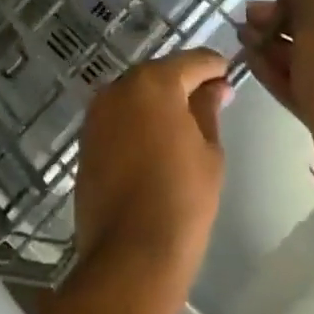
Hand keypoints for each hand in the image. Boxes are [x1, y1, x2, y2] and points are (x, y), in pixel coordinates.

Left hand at [74, 49, 229, 295]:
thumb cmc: (182, 199)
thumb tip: (216, 87)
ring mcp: (97, 113)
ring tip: (184, 121)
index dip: (213, 66)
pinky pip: (118, 117)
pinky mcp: (86, 138)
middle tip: (210, 97)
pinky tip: (155, 139)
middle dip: (183, 81)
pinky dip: (137, 120)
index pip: (191, 61)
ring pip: (134, 94)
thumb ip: (208, 110)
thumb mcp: (208, 152)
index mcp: (154, 83)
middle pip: (158, 74)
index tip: (228, 73)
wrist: (130, 252)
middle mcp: (119, 87)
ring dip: (157, 100)